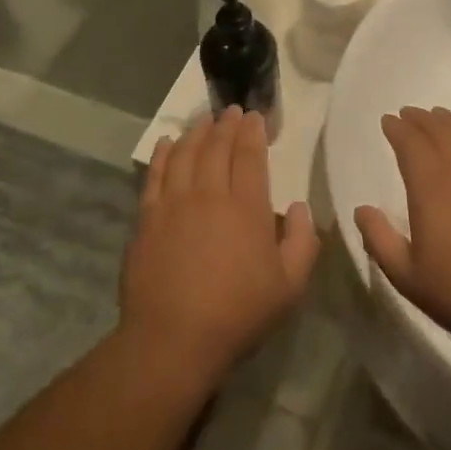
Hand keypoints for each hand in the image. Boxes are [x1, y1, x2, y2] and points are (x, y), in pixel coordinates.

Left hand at [122, 108, 318, 382]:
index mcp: (247, 207)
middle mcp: (210, 194)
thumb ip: (302, 242)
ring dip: (197, 132)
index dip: (253, 132)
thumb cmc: (238, 313)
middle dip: (226, 124)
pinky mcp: (148, 217)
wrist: (173, 339)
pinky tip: (167, 143)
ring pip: (185, 154)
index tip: (254, 116)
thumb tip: (299, 207)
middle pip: (217, 147)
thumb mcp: (289, 287)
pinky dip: (163, 154)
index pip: (250, 156)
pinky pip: (155, 174)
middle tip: (231, 111)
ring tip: (204, 121)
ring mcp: (174, 203)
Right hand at [355, 107, 450, 360]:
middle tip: (408, 114)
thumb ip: (379, 240)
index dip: (398, 129)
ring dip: (448, 121)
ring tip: (437, 116)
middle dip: (420, 119)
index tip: (387, 121)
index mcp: (431, 188)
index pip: (411, 144)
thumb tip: (362, 209)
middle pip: (439, 131)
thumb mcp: (408, 277)